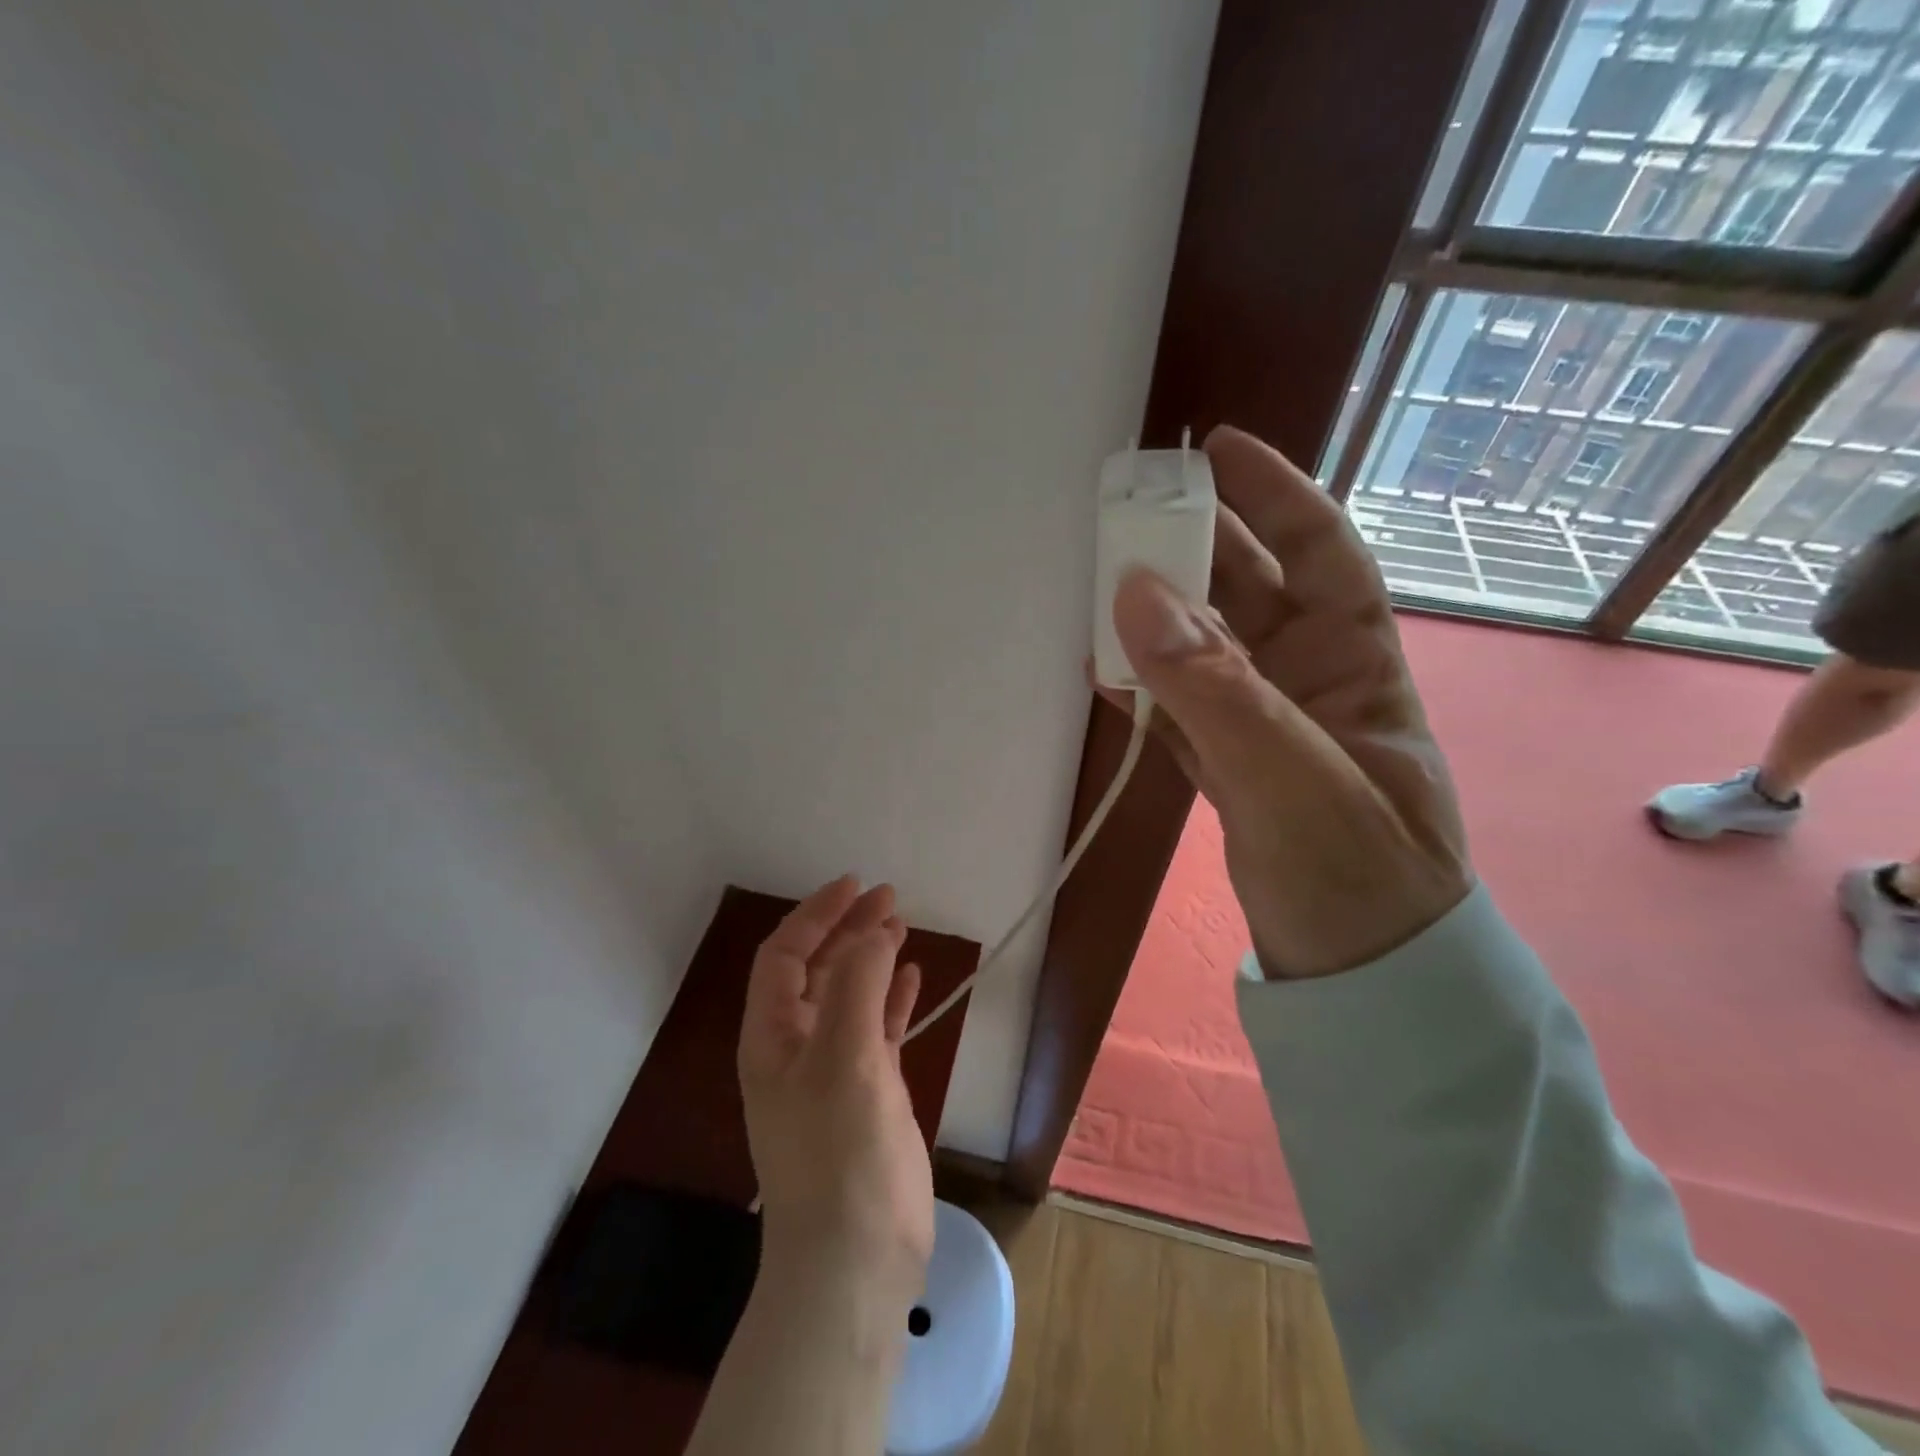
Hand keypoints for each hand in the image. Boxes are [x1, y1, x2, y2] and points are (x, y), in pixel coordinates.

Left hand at [738, 877, 932, 1295]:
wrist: (854, 1260)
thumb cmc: (840, 1153)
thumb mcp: (844, 1058)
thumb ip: (857, 986)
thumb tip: (873, 931)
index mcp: (773, 1036)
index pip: (784, 956)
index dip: (816, 915)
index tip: (857, 885)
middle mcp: (797, 1047)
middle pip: (818, 970)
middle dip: (849, 929)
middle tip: (891, 898)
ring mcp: (833, 1071)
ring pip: (850, 996)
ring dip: (871, 958)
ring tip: (901, 926)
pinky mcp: (867, 1093)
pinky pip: (877, 1029)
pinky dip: (891, 999)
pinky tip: (912, 978)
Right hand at [1107, 425, 1472, 978]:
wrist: (1363, 983)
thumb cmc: (1358, 879)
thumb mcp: (1293, 780)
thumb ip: (1216, 690)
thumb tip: (1136, 592)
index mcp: (1356, 665)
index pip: (1320, 554)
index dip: (1275, 493)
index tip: (1216, 448)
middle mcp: (1311, 683)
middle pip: (1247, 595)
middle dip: (1191, 552)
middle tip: (1125, 518)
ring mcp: (1266, 728)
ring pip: (1203, 652)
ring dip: (1155, 621)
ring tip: (1098, 590)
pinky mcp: (1229, 770)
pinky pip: (1180, 709)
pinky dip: (1144, 689)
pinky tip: (1104, 673)